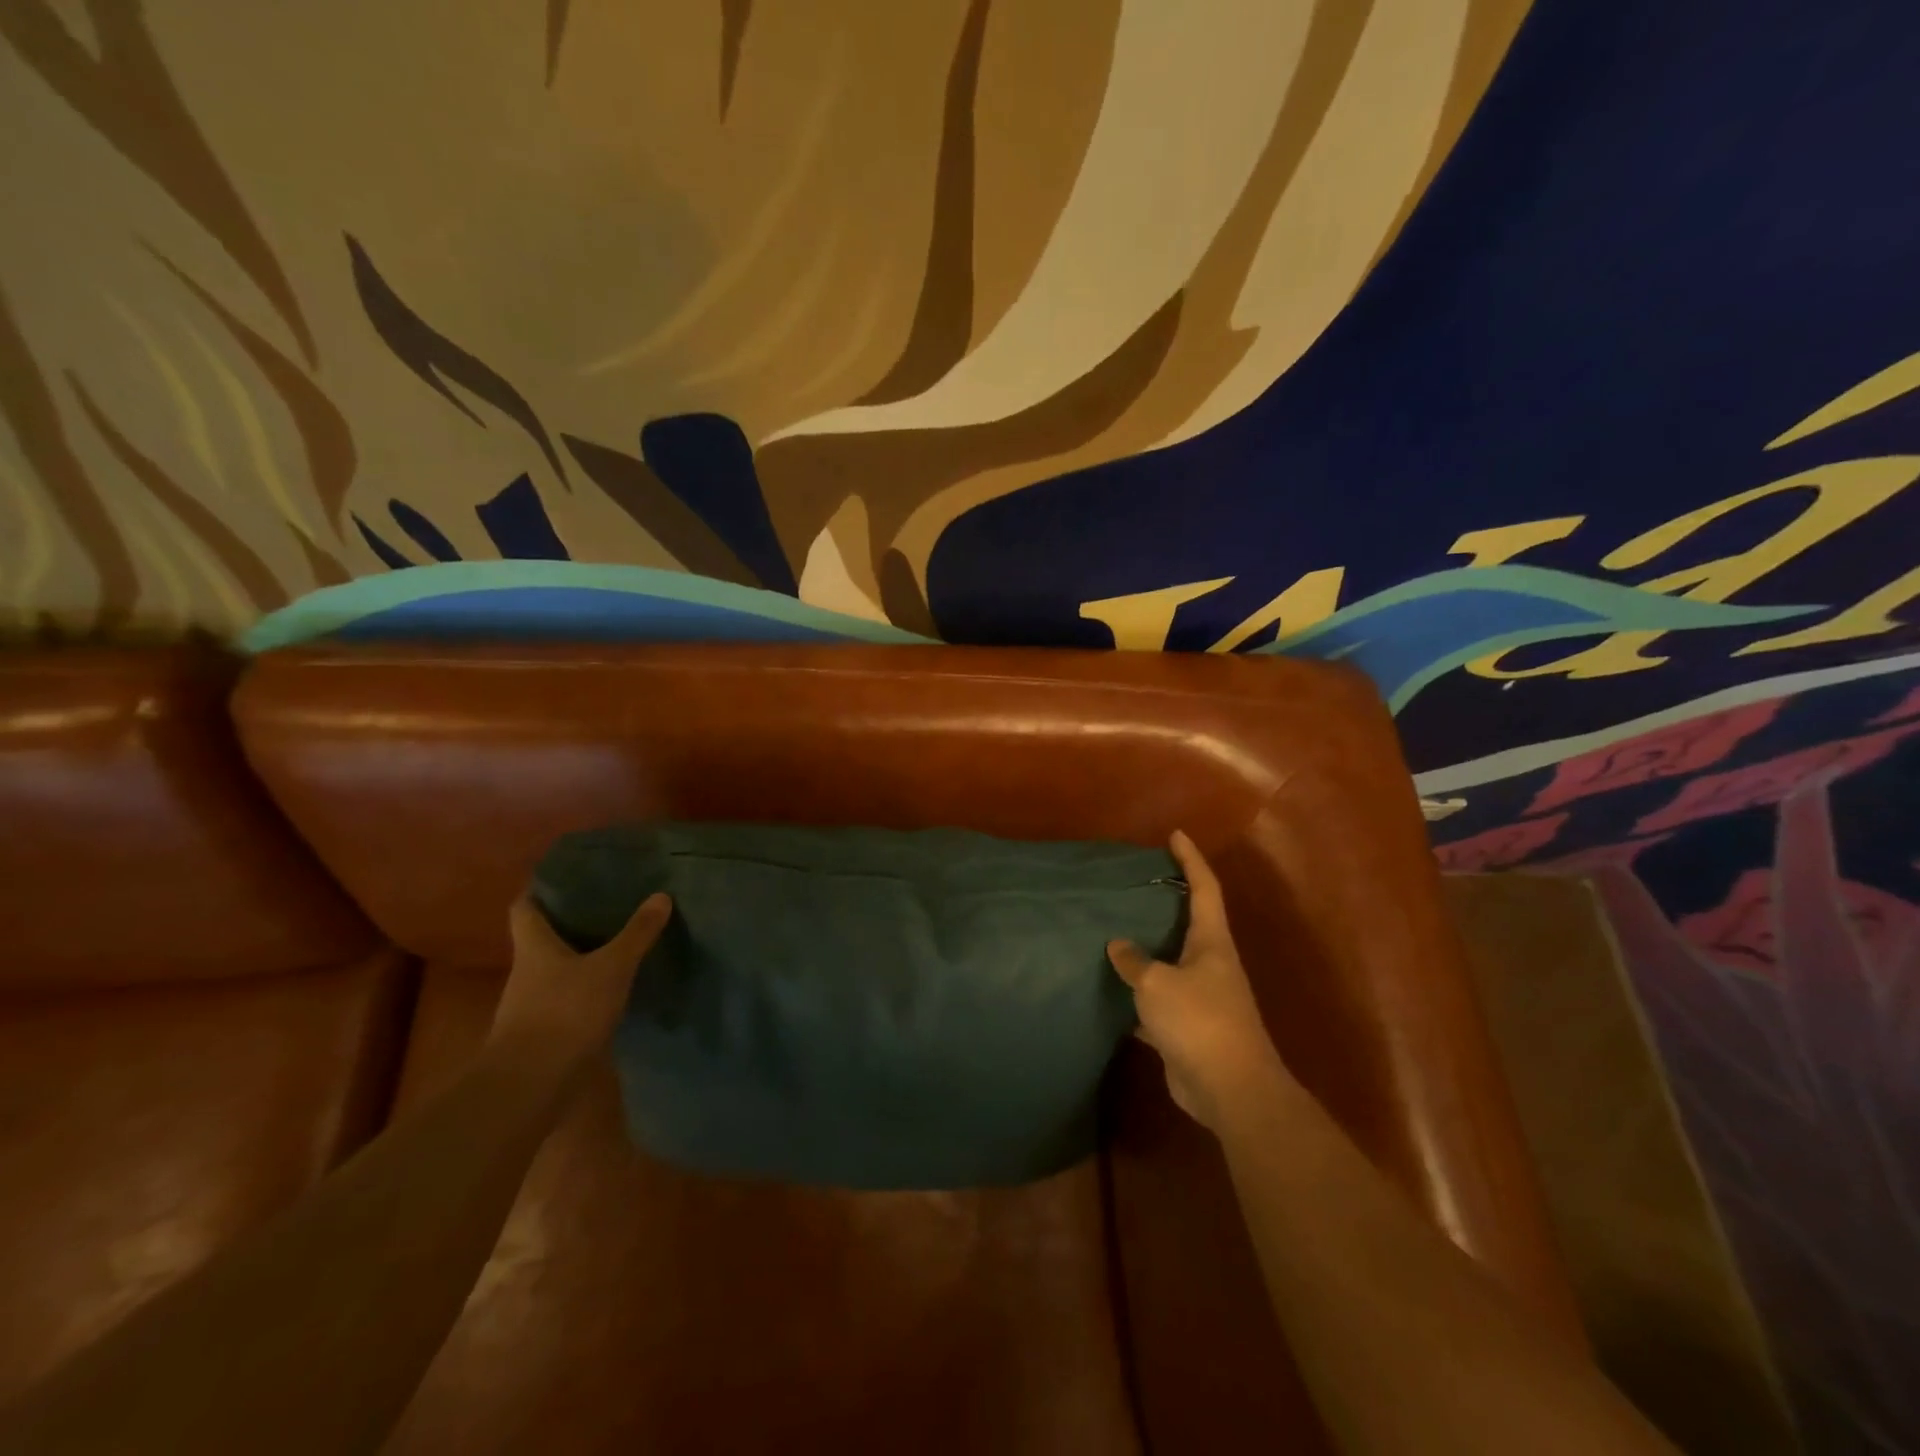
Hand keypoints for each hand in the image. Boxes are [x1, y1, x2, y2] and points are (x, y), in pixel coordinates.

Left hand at [490, 891, 673, 1077]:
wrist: (531, 1086)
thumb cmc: (565, 1012)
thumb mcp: (611, 967)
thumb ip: (636, 934)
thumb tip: (661, 895)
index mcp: (534, 947)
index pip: (525, 907)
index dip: (541, 890)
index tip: (567, 878)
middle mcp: (527, 972)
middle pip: (542, 939)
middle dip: (571, 924)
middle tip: (608, 907)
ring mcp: (531, 1006)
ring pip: (556, 972)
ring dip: (580, 960)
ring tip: (618, 947)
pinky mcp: (544, 1034)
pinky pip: (566, 1001)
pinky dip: (586, 993)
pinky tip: (614, 991)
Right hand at [1108, 831, 1289, 1131]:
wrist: (1230, 1090)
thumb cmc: (1199, 1021)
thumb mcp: (1158, 984)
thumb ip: (1135, 962)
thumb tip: (1118, 945)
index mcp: (1211, 942)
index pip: (1204, 888)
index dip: (1191, 859)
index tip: (1176, 835)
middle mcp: (1209, 963)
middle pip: (1188, 922)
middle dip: (1165, 901)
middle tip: (1134, 882)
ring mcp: (1200, 996)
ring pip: (1169, 962)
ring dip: (1147, 949)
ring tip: (1114, 930)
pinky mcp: (1187, 1027)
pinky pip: (1157, 1000)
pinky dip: (1137, 996)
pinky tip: (1111, 991)